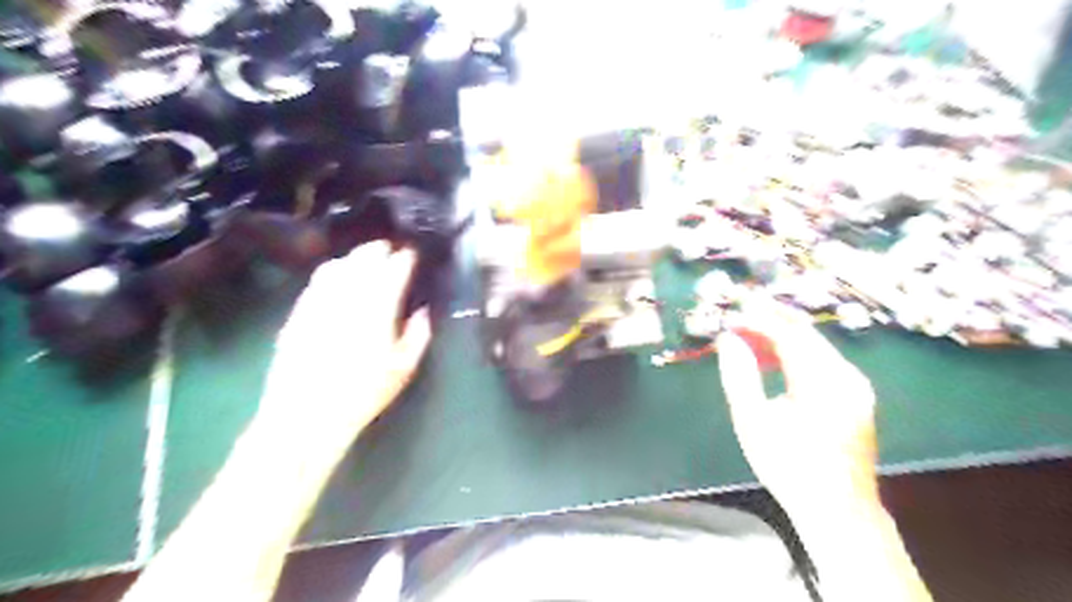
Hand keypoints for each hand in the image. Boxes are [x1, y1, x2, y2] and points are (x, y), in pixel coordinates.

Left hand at [264, 241, 429, 442]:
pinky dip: (331, 272)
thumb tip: (422, 312)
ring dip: (354, 257)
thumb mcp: (403, 368)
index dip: (405, 258)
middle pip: (364, 258)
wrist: (307, 413)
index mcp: (378, 307)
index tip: (412, 254)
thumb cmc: (364, 392)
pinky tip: (336, 280)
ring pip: (338, 265)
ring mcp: (320, 301)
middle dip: (379, 250)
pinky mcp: (299, 311)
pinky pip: (317, 281)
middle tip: (390, 250)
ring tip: (365, 260)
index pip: (394, 269)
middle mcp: (348, 295)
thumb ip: (418, 335)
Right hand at [720, 303, 877, 508]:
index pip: (788, 335)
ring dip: (782, 335)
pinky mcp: (855, 395)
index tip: (733, 313)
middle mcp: (846, 376)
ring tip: (750, 333)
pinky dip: (795, 353)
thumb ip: (739, 376)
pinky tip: (774, 358)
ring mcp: (855, 385)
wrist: (838, 509)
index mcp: (822, 383)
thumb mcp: (753, 422)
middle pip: (806, 334)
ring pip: (815, 345)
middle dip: (771, 319)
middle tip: (741, 312)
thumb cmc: (789, 467)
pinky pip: (822, 360)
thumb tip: (728, 339)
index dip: (759, 320)